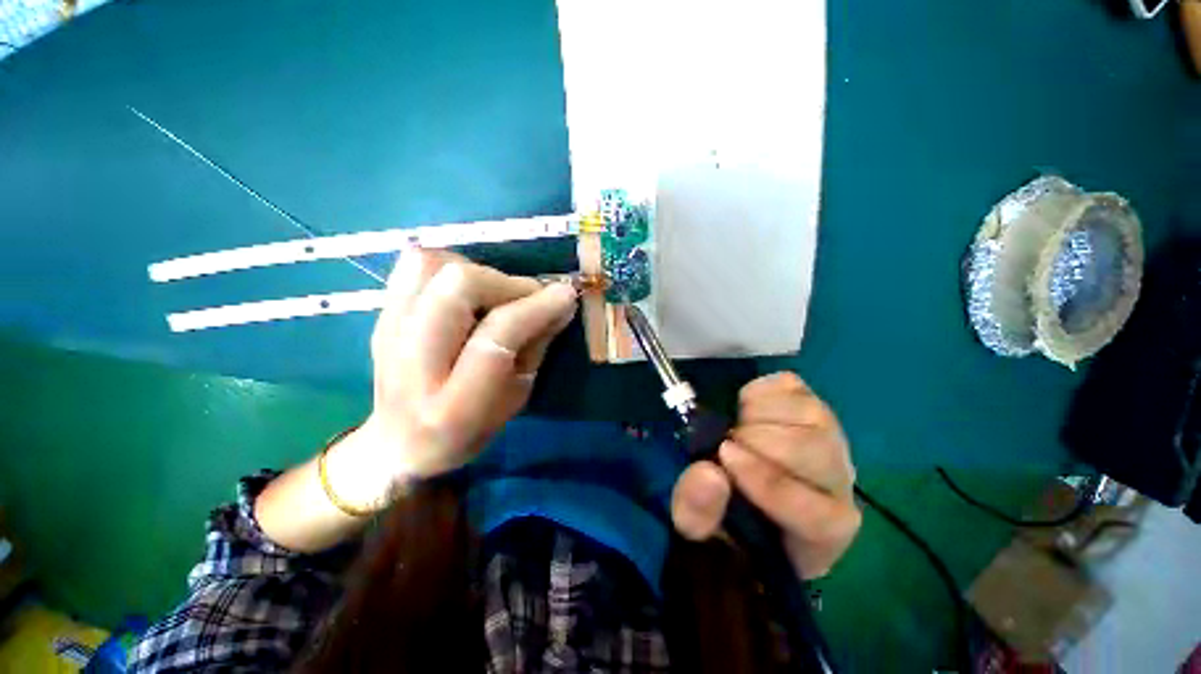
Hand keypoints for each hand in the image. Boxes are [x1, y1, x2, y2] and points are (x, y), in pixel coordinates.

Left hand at [327, 249, 577, 508]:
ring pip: (430, 265)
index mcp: (455, 404)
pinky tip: (466, 292)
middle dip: (505, 282)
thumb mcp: (517, 397)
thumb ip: (538, 344)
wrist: (397, 444)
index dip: (535, 307)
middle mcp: (413, 364)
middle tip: (526, 297)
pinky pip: (414, 265)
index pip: (498, 333)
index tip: (564, 294)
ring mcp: (387, 333)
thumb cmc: (469, 430)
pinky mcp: (380, 315)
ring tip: (493, 294)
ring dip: (475, 270)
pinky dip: (449, 266)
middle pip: (457, 285)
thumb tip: (562, 299)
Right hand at [670, 372, 860, 578]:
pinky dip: (759, 391)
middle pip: (814, 451)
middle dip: (757, 440)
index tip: (724, 456)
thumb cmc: (725, 517)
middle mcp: (837, 482)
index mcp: (820, 532)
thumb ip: (697, 511)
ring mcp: (828, 435)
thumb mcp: (697, 527)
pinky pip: (789, 385)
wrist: (742, 482)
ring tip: (735, 429)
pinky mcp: (809, 403)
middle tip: (724, 444)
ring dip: (756, 415)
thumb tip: (708, 473)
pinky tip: (746, 410)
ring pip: (806, 411)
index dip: (769, 483)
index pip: (818, 513)